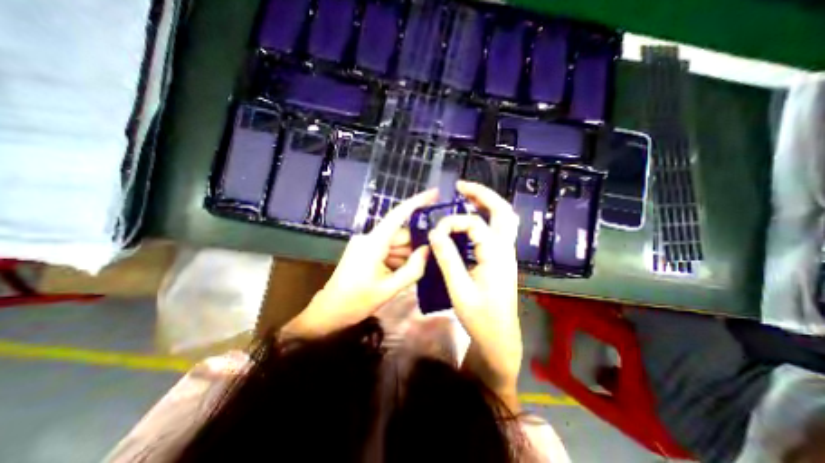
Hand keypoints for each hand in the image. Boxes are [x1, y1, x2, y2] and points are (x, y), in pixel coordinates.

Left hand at [282, 190, 440, 337]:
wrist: (329, 312)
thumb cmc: (356, 302)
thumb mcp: (389, 289)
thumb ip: (413, 269)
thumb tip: (429, 249)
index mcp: (373, 243)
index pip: (398, 215)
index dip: (417, 202)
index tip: (435, 193)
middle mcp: (369, 237)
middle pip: (400, 234)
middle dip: (414, 245)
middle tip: (429, 259)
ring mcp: (366, 244)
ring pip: (395, 243)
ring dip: (405, 256)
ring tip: (409, 274)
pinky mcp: (365, 250)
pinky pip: (387, 249)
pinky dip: (396, 259)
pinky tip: (398, 274)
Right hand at [426, 180, 520, 409]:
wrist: (499, 338)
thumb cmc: (480, 317)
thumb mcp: (459, 289)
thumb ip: (447, 258)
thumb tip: (435, 233)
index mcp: (496, 254)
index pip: (474, 224)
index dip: (452, 222)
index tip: (434, 233)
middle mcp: (505, 249)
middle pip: (502, 211)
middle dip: (482, 194)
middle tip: (461, 187)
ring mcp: (505, 253)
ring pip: (502, 219)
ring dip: (485, 204)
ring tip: (465, 197)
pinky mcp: (500, 259)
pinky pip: (495, 231)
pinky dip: (484, 218)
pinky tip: (469, 221)